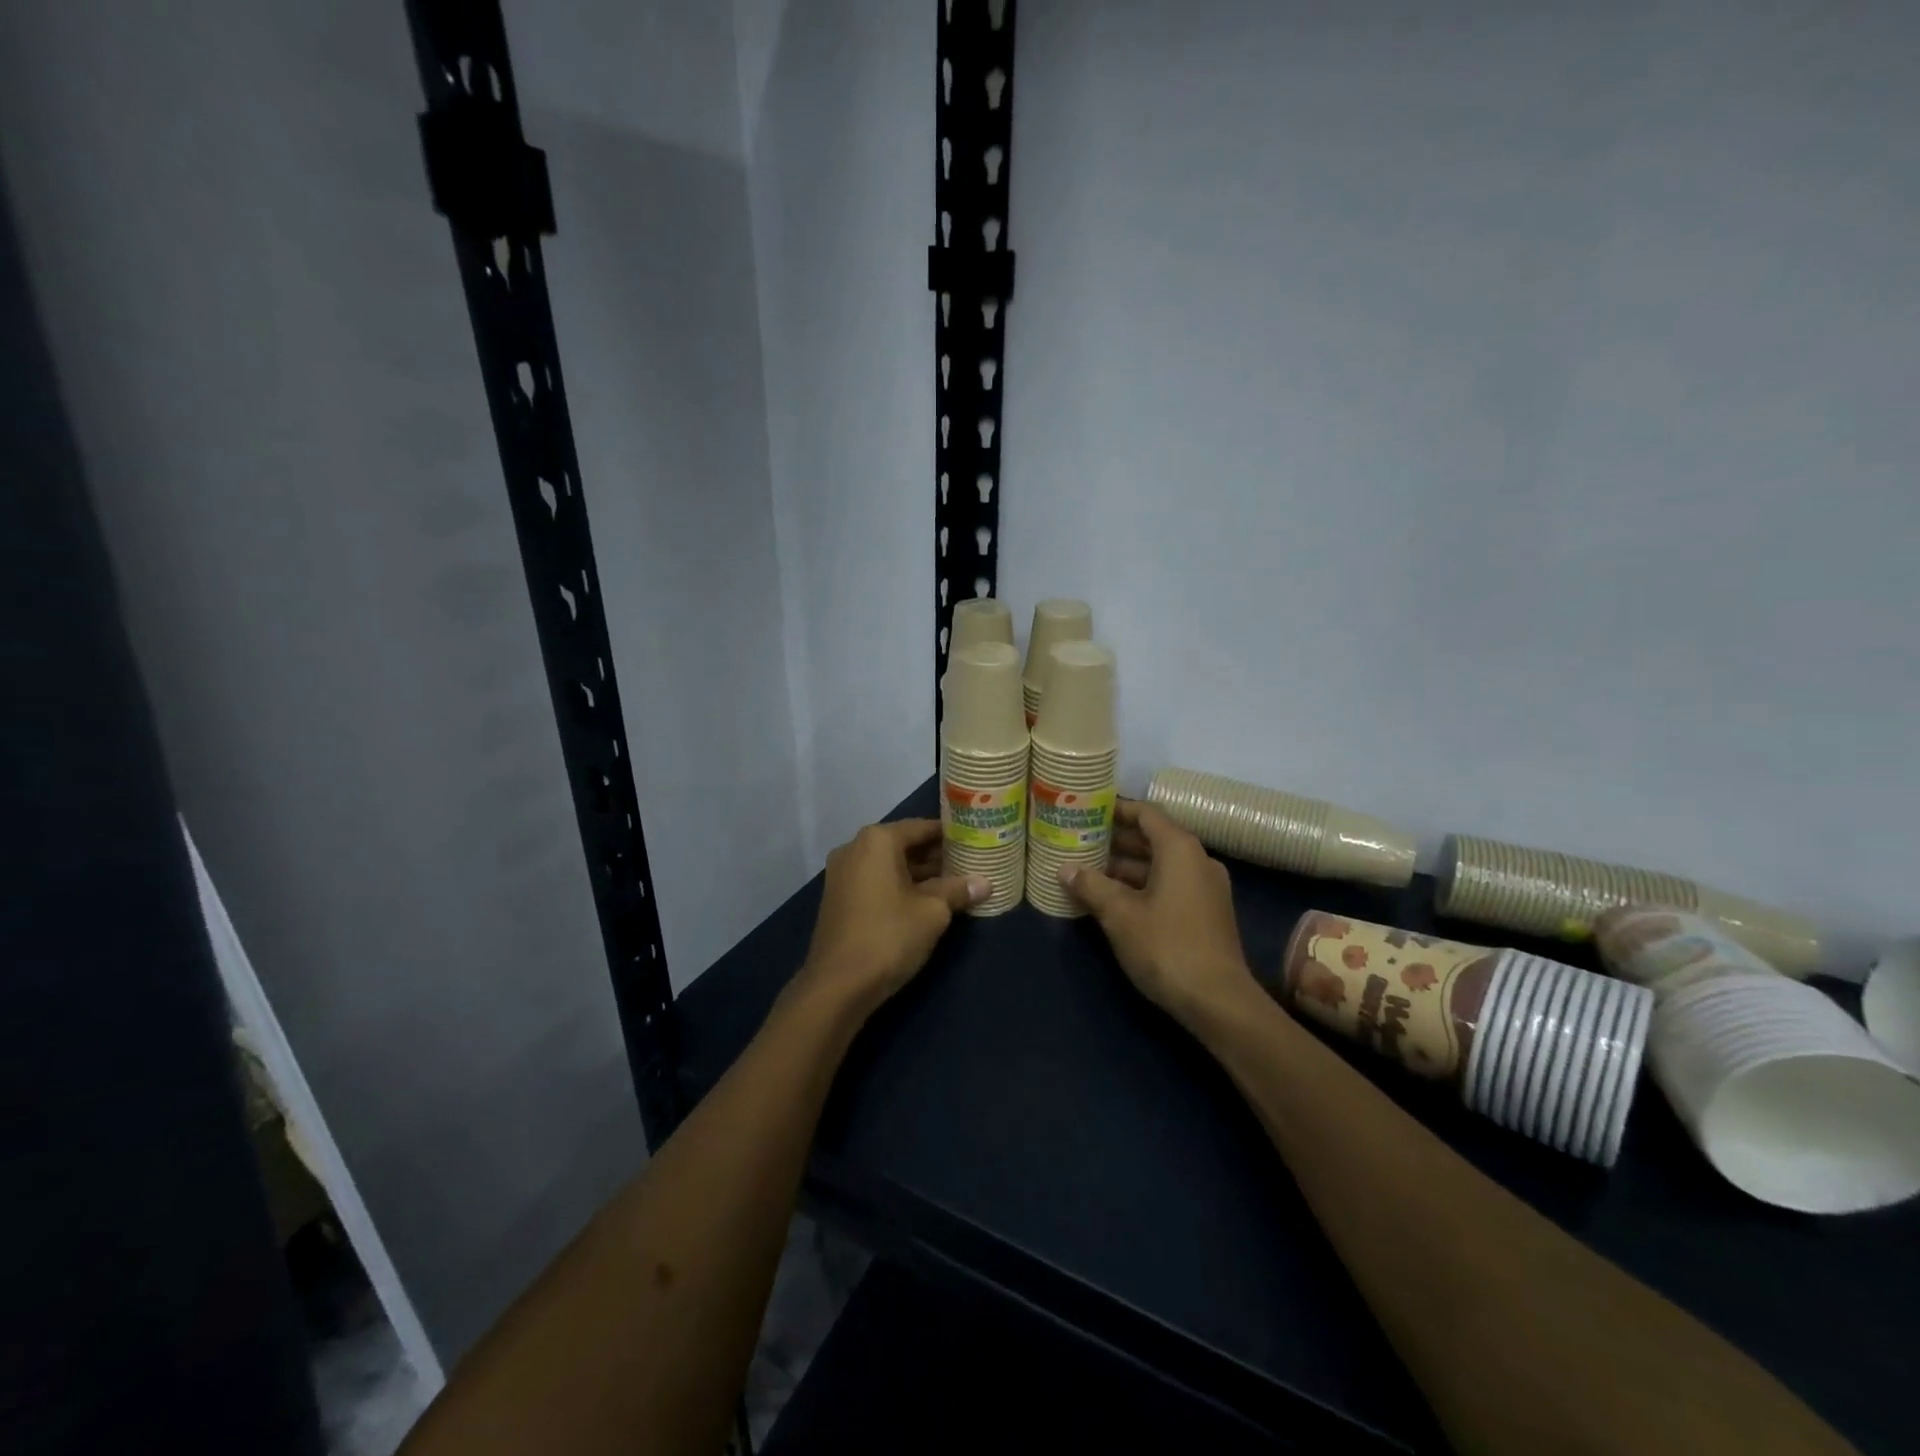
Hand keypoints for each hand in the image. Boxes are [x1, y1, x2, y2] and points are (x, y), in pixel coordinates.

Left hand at [790, 820, 987, 1021]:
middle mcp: (854, 848)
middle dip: (935, 856)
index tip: (974, 842)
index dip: (950, 835)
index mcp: (877, 840)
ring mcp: (842, 873)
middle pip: (903, 844)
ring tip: (953, 885)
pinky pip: (875, 881)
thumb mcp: (933, 912)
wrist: (837, 985)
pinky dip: (898, 886)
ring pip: (889, 864)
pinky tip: (924, 903)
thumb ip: (958, 890)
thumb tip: (985, 883)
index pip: (921, 827)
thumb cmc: (889, 936)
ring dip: (918, 874)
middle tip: (968, 865)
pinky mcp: (838, 897)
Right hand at [1062, 801, 1260, 1030]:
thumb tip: (1065, 869)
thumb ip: (1091, 885)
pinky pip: (1170, 886)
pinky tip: (1113, 900)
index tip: (1088, 810)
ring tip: (1088, 871)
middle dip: (1116, 840)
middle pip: (1153, 838)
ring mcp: (1206, 889)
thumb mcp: (1120, 914)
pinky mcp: (1206, 914)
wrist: (1217, 1001)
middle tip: (1080, 841)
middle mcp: (1198, 860)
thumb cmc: (1166, 945)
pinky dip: (1142, 886)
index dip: (1117, 809)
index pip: (1146, 814)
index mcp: (1180, 849)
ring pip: (1160, 865)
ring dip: (1126, 867)